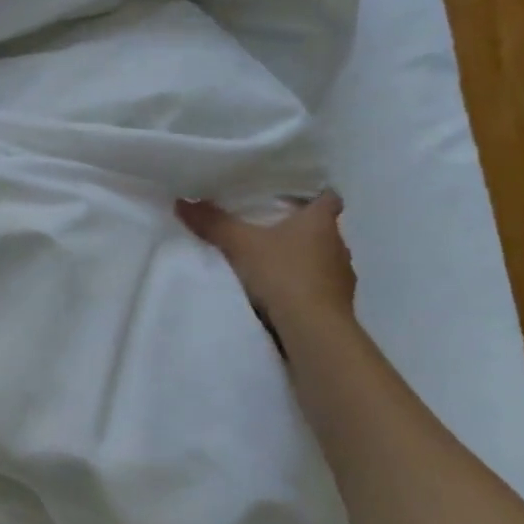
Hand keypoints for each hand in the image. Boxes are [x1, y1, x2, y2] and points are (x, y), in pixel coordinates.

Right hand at [175, 191, 355, 333]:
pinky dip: (303, 284)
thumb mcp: (239, 244)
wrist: (314, 329)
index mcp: (320, 222)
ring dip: (302, 258)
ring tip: (272, 261)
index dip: (314, 194)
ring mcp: (341, 276)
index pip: (329, 198)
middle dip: (300, 227)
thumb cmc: (283, 273)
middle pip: (322, 228)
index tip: (294, 196)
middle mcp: (338, 245)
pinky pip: (319, 285)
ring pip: (322, 257)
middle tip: (269, 226)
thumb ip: (213, 222)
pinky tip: (281, 291)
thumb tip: (182, 201)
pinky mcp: (338, 304)